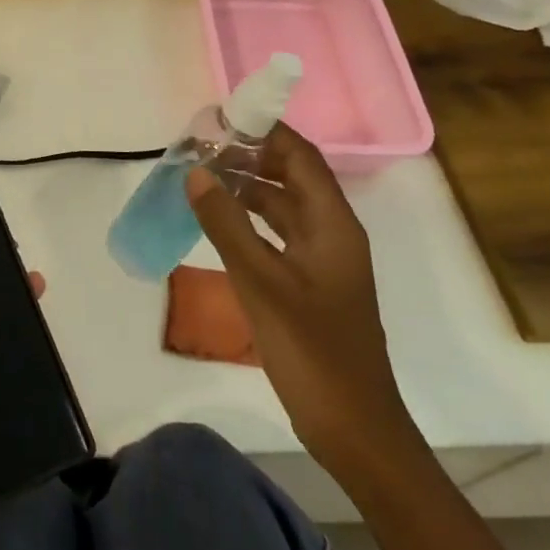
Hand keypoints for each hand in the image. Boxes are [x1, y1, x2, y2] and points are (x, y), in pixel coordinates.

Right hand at [185, 123, 419, 479]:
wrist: (353, 429)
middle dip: (248, 157)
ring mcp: (322, 260)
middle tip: (199, 148)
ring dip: (246, 188)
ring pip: (282, 206)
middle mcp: (331, 232)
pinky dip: (248, 220)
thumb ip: (226, 224)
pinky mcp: (309, 283)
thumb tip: (196, 171)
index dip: (264, 131)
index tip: (219, 120)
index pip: (300, 156)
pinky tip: (216, 222)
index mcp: (333, 224)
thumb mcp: (262, 282)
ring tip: (200, 177)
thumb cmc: (313, 351)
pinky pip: (276, 234)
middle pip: (290, 176)